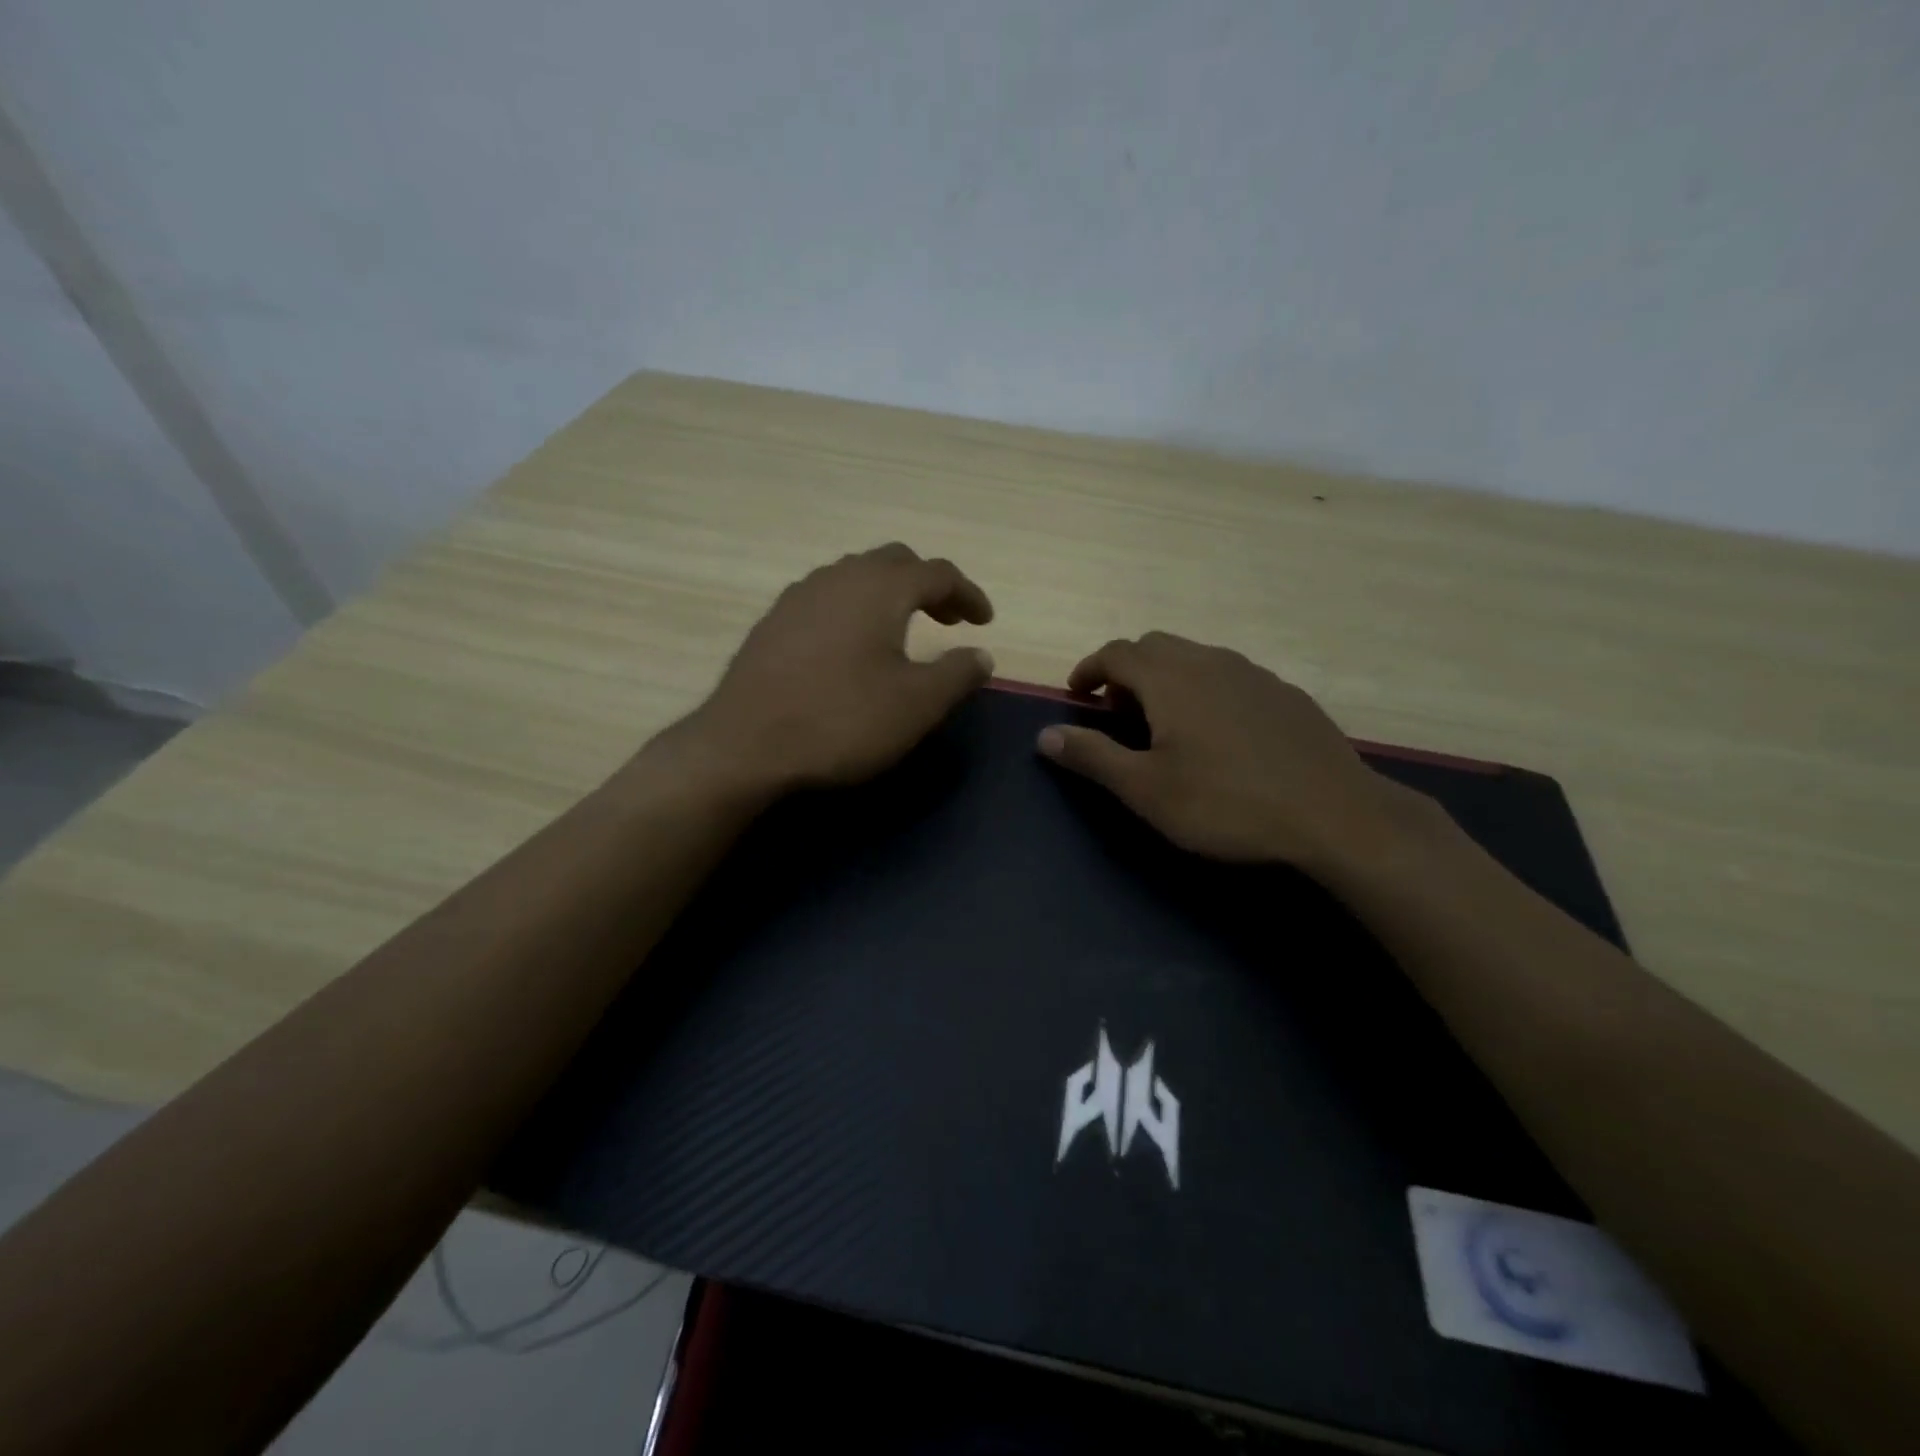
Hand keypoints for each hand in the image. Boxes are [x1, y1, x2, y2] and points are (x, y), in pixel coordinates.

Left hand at [673, 544, 994, 795]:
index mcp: (880, 588)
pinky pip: (826, 599)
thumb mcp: (917, 705)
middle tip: (948, 620)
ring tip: (902, 630)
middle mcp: (838, 578)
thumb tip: (981, 655)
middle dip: (928, 586)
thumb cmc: (842, 721)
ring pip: (855, 576)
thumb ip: (957, 674)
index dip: (968, 594)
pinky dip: (854, 609)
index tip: (985, 622)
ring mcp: (799, 597)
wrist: (745, 746)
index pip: (938, 573)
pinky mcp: (772, 623)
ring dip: (888, 594)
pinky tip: (851, 646)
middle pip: (894, 562)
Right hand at [1036, 632, 1441, 874]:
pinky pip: (1230, 676)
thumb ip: (1092, 756)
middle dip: (1126, 671)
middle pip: (1156, 647)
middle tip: (1116, 711)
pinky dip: (1204, 690)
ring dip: (1166, 678)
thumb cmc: (1226, 803)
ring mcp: (1255, 674)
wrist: (1335, 815)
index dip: (1090, 669)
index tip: (1077, 693)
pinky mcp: (1286, 694)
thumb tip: (1044, 734)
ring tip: (1163, 722)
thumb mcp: (1146, 789)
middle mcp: (1211, 661)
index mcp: (1171, 678)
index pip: (1117, 653)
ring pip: (1196, 658)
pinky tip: (1218, 733)